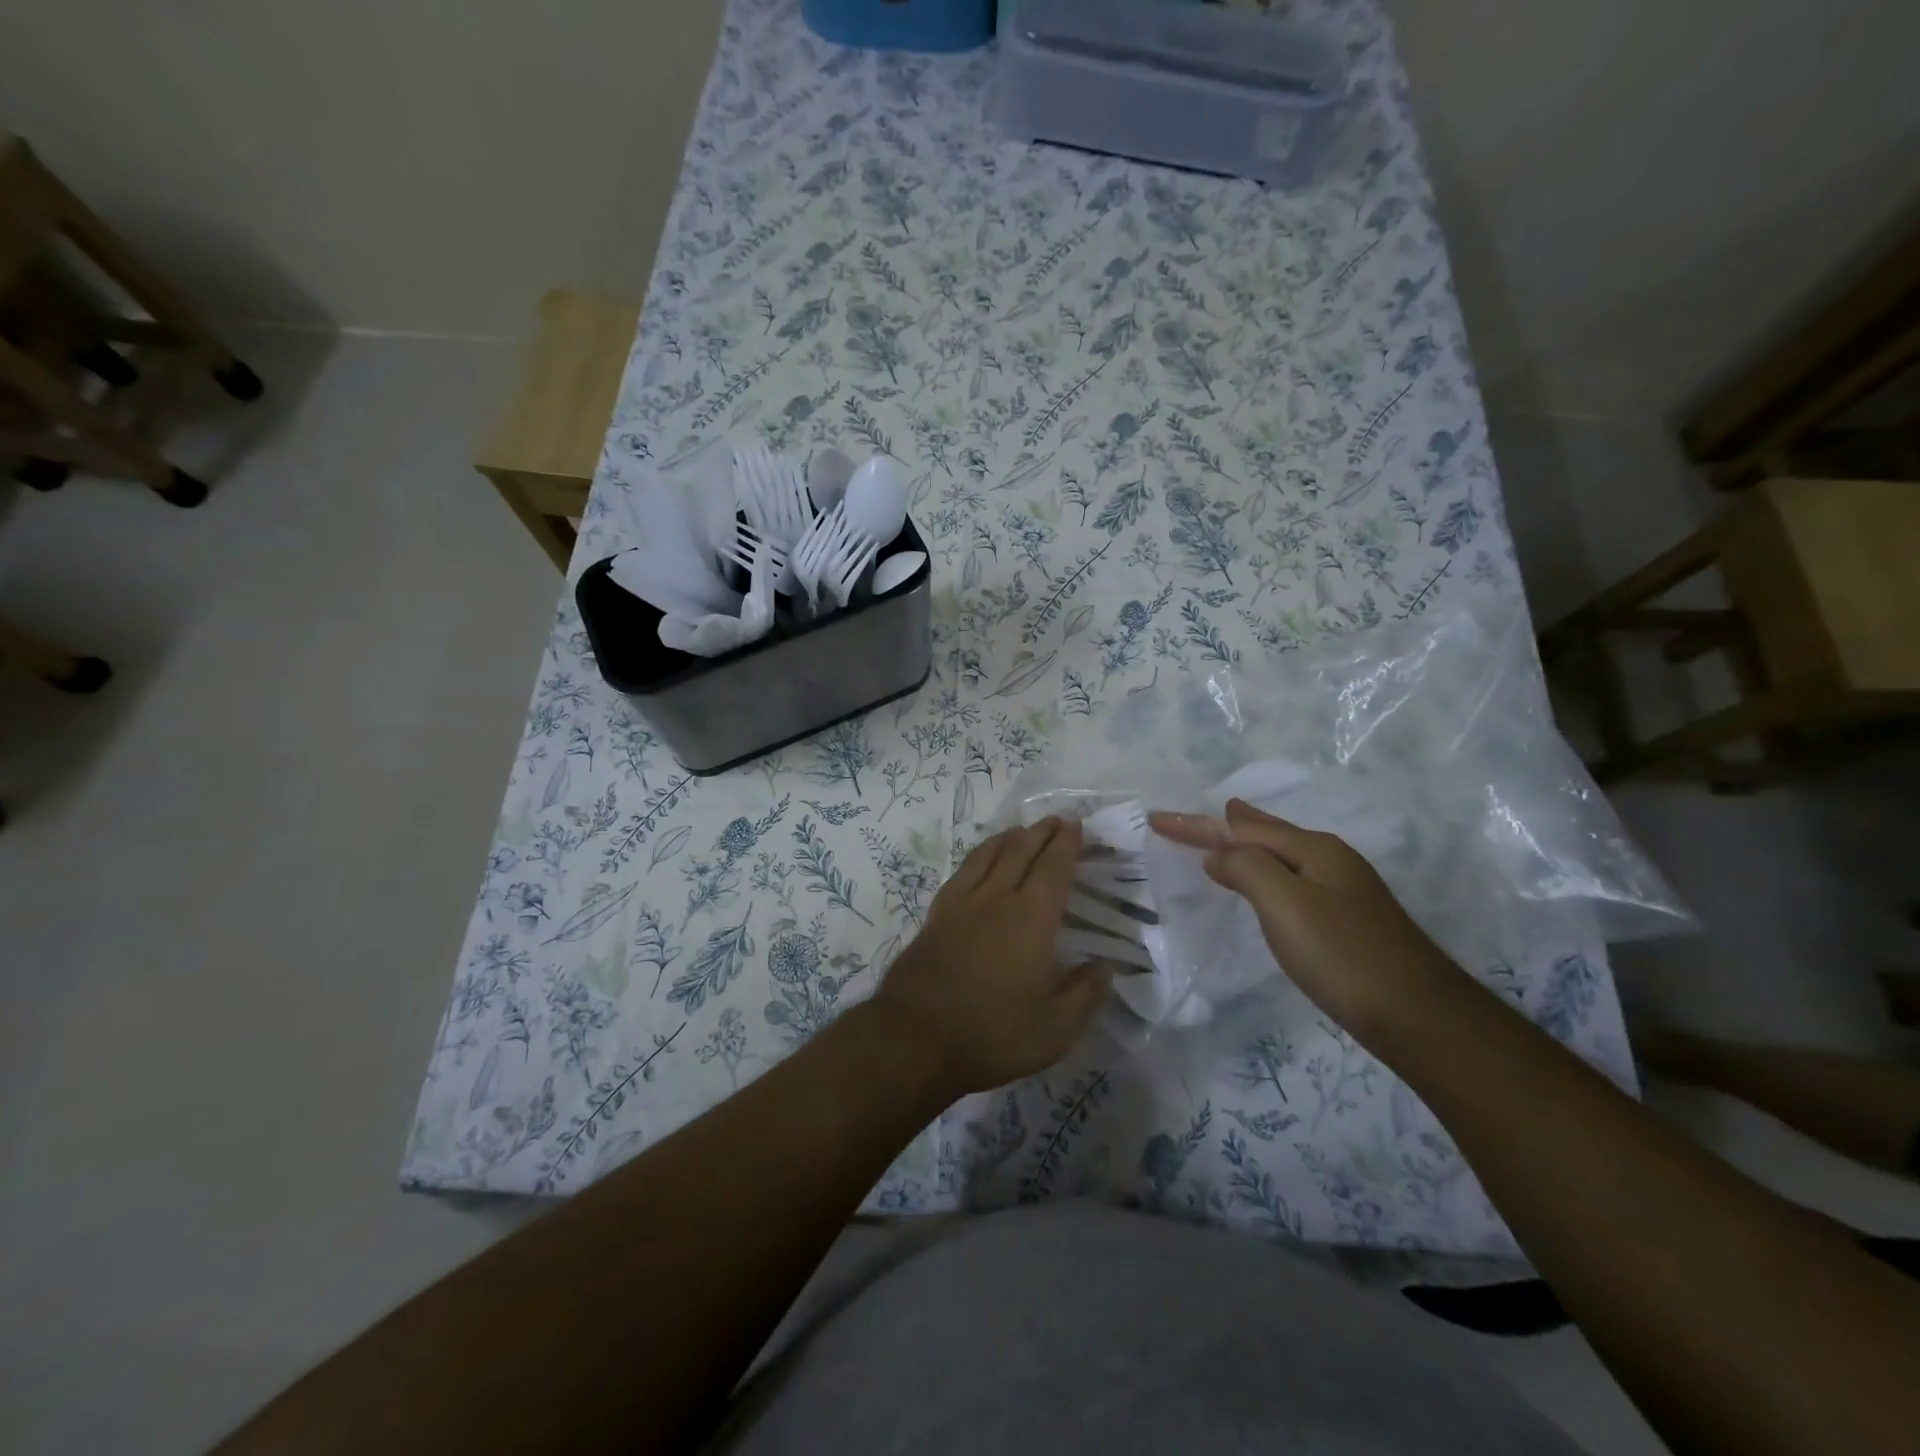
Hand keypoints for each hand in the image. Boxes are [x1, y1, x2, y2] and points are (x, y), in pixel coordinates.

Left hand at [869, 818, 1108, 1095]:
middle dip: (1040, 832)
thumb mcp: (1054, 1030)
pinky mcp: (936, 916)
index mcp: (1031, 919)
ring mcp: (961, 904)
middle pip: (1020, 852)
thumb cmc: (992, 1035)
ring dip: (1008, 838)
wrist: (915, 1039)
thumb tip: (1106, 966)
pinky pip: (962, 871)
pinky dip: (978, 856)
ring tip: (1020, 830)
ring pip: (987, 855)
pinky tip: (979, 861)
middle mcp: (996, 899)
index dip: (1067, 844)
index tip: (1076, 825)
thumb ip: (1085, 994)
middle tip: (1055, 820)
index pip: (1053, 869)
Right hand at [1150, 799, 1463, 1040]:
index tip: (1156, 819)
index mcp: (1313, 849)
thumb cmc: (1344, 956)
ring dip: (1247, 845)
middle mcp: (1330, 860)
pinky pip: (1290, 878)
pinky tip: (1266, 883)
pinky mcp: (1346, 919)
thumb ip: (1246, 869)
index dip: (1196, 824)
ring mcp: (1343, 890)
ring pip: (1281, 854)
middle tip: (1195, 818)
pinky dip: (1264, 871)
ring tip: (1226, 836)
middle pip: (1266, 832)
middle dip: (1225, 824)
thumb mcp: (1286, 905)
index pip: (1241, 828)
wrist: (1420, 1016)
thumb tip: (1217, 854)